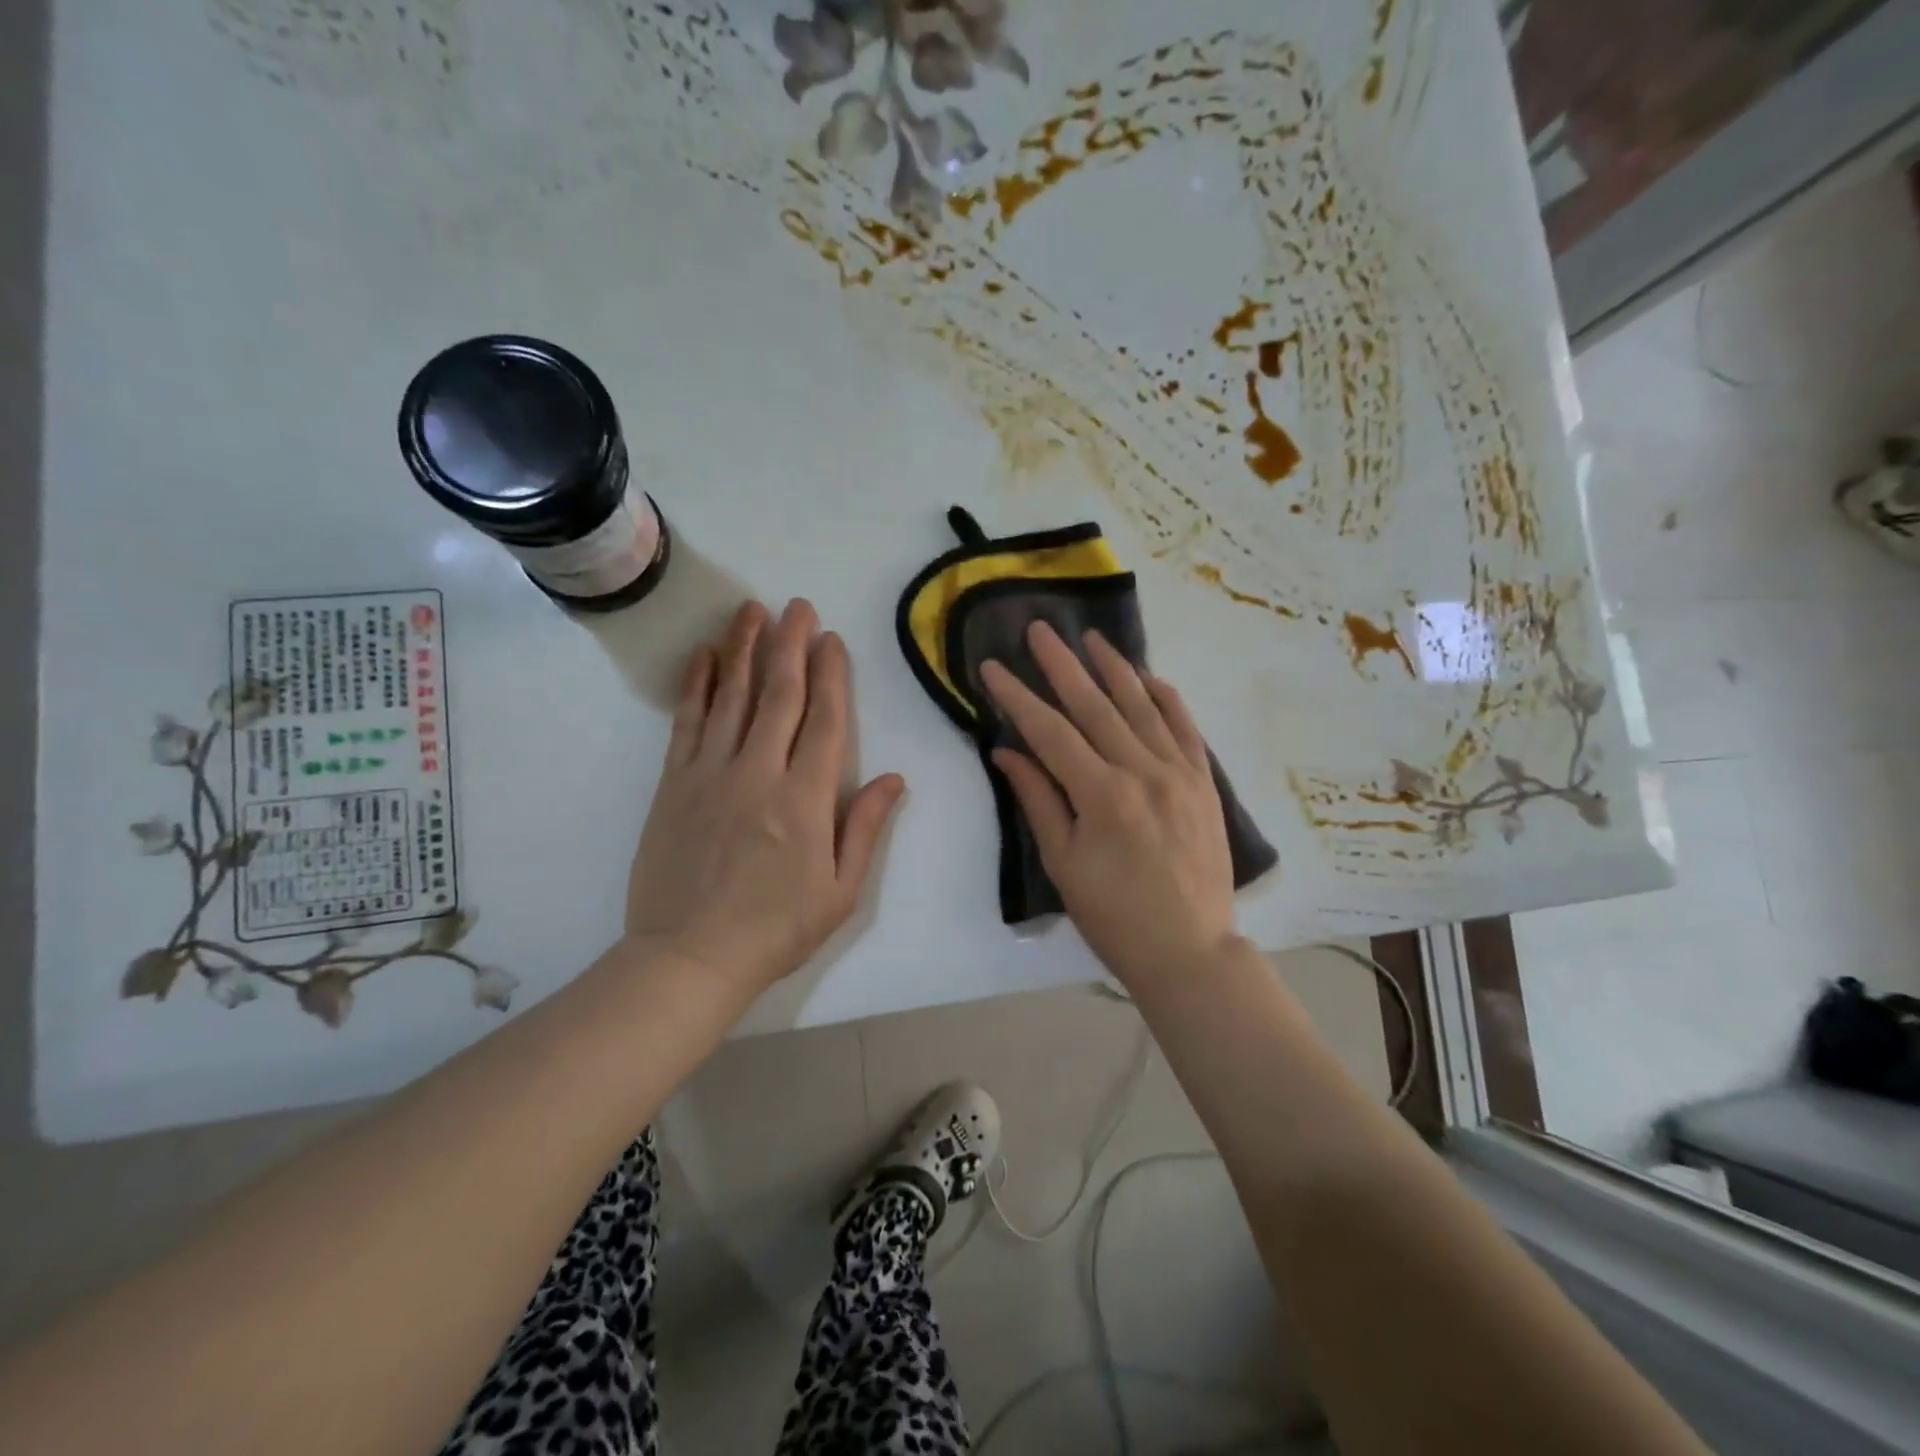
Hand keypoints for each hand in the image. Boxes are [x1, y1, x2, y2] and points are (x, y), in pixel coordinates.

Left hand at [626, 599, 905, 994]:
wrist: (689, 957)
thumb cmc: (776, 929)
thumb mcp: (841, 891)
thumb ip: (865, 828)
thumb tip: (894, 779)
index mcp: (806, 799)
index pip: (826, 720)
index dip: (832, 675)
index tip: (832, 639)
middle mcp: (759, 772)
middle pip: (779, 694)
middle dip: (790, 644)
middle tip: (797, 606)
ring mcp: (711, 773)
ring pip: (732, 696)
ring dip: (743, 649)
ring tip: (752, 610)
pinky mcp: (675, 783)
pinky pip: (687, 722)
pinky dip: (697, 685)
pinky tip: (705, 656)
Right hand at [981, 623, 1240, 989]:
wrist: (1190, 950)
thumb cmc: (1114, 916)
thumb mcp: (1064, 863)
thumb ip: (1039, 800)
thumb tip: (1007, 753)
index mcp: (1102, 794)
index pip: (1050, 731)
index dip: (1017, 697)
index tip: (992, 667)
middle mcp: (1143, 771)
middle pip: (1095, 706)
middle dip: (1062, 665)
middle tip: (1039, 629)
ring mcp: (1180, 774)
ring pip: (1142, 707)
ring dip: (1115, 668)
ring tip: (1092, 637)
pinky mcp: (1204, 783)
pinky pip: (1186, 728)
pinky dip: (1166, 699)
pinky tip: (1150, 676)